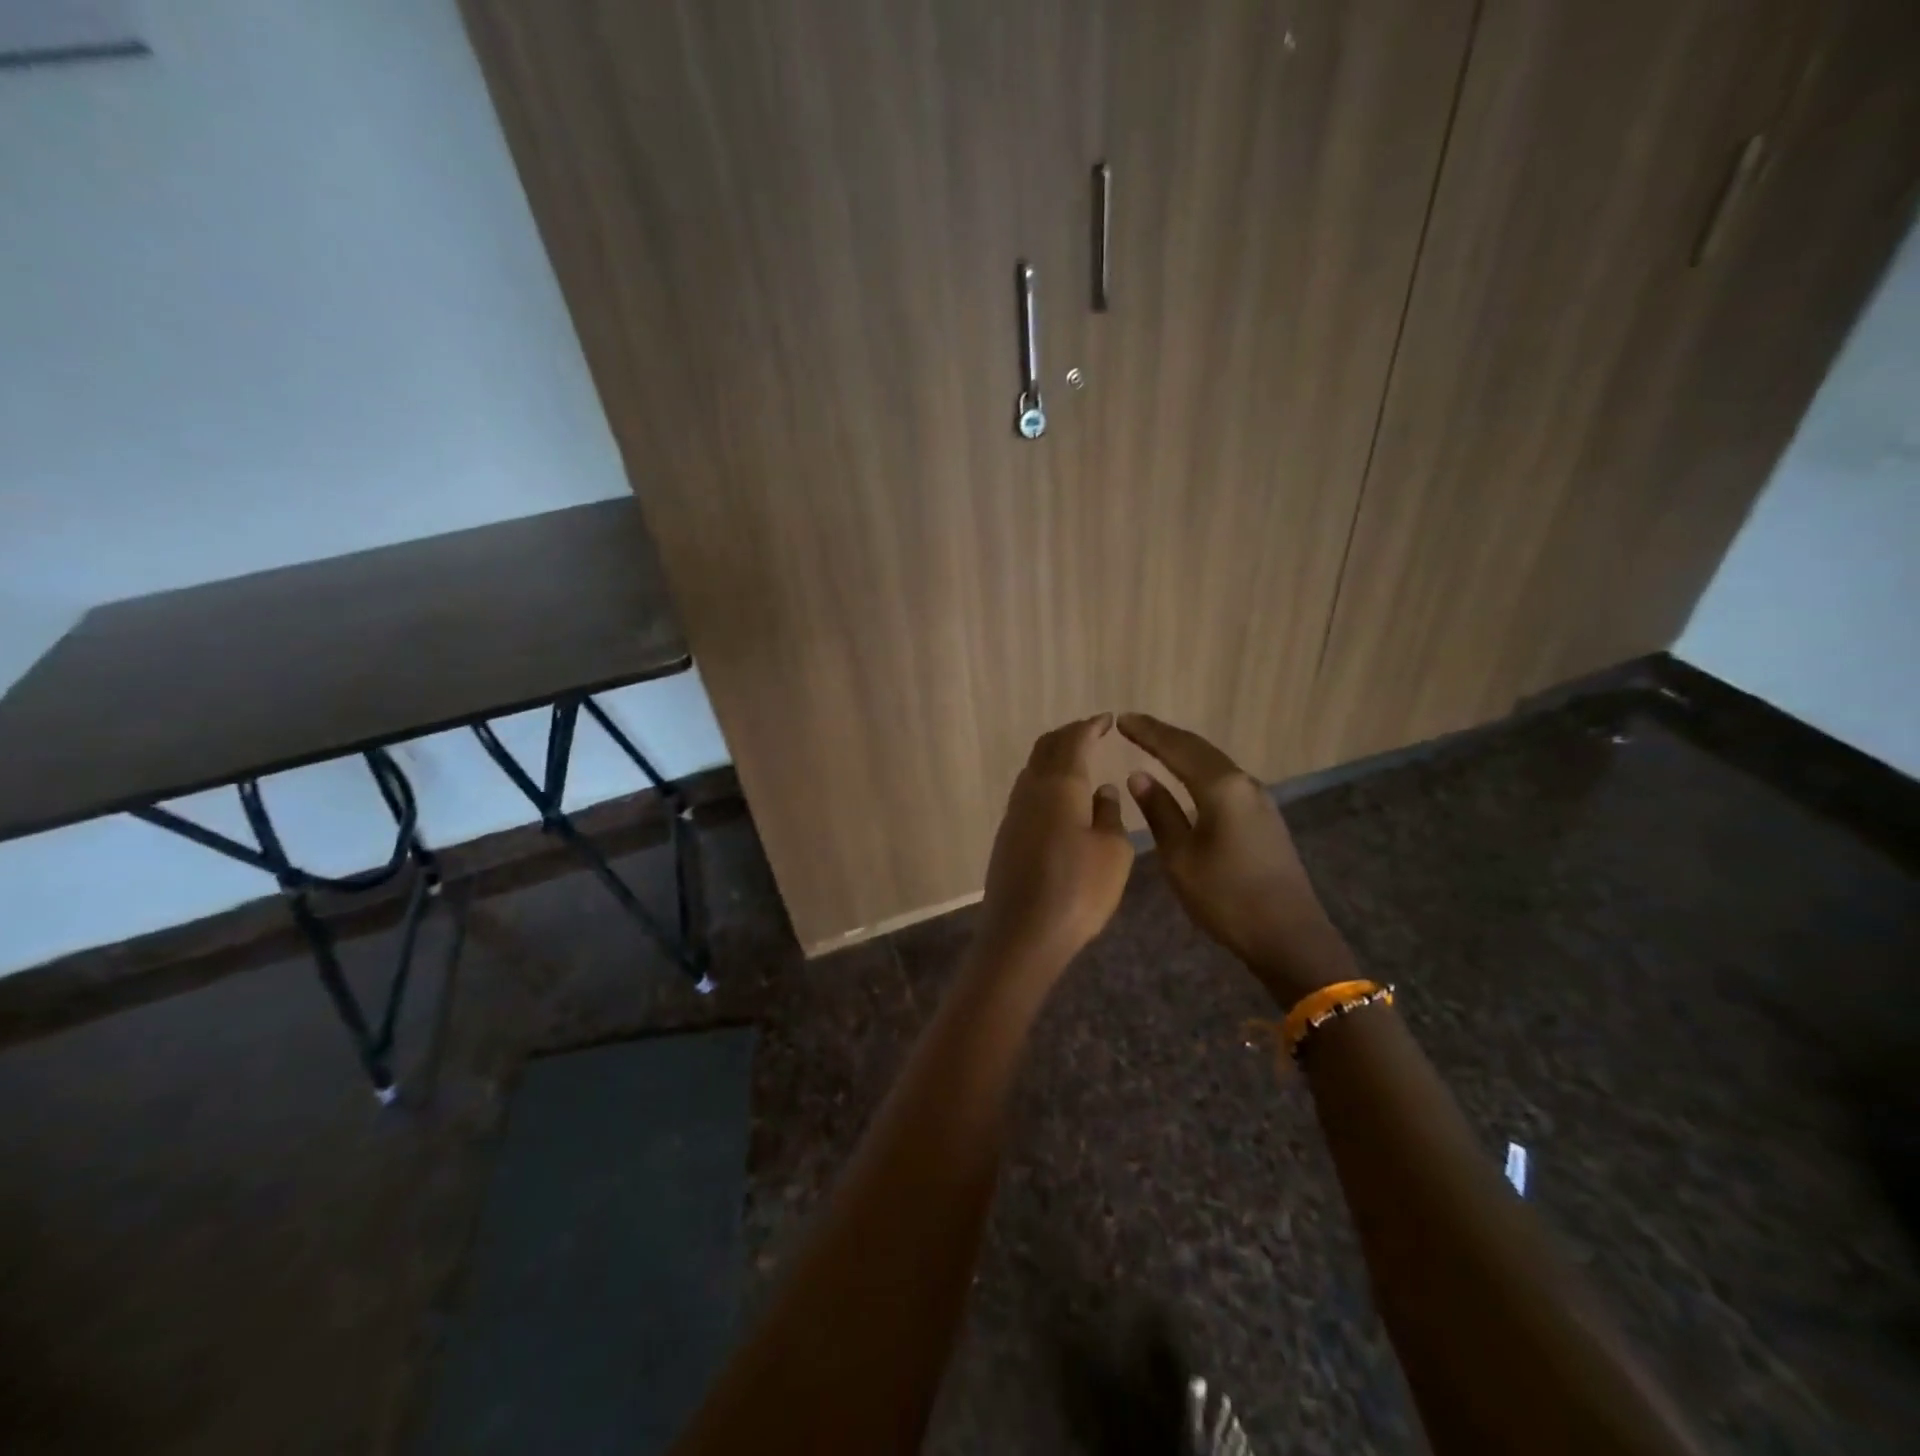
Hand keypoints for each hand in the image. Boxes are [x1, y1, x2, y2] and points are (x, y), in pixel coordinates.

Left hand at [976, 715, 1134, 976]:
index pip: (1073, 740)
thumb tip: (1102, 791)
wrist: (1023, 934)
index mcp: (1059, 785)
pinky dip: (1046, 782)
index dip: (1091, 726)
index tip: (1107, 720)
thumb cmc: (1079, 890)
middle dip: (1069, 736)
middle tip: (1092, 733)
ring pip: (1033, 770)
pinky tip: (1061, 798)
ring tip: (1079, 761)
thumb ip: (1110, 815)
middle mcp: (1031, 790)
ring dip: (1054, 758)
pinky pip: (1027, 793)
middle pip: (1046, 748)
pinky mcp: (1006, 836)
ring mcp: (1014, 813)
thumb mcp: (1113, 852)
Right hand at [1118, 713, 1354, 1004]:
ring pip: (1214, 763)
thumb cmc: (1226, 898)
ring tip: (1154, 745)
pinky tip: (1185, 777)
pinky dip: (1199, 770)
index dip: (1148, 733)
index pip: (1178, 748)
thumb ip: (1159, 812)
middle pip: (1199, 749)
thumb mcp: (1180, 857)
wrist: (1289, 936)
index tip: (1121, 720)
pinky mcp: (1264, 818)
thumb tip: (1139, 776)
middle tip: (1132, 726)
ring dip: (1183, 751)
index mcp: (1222, 788)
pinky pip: (1225, 780)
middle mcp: (1244, 784)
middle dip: (1164, 736)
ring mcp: (1259, 800)